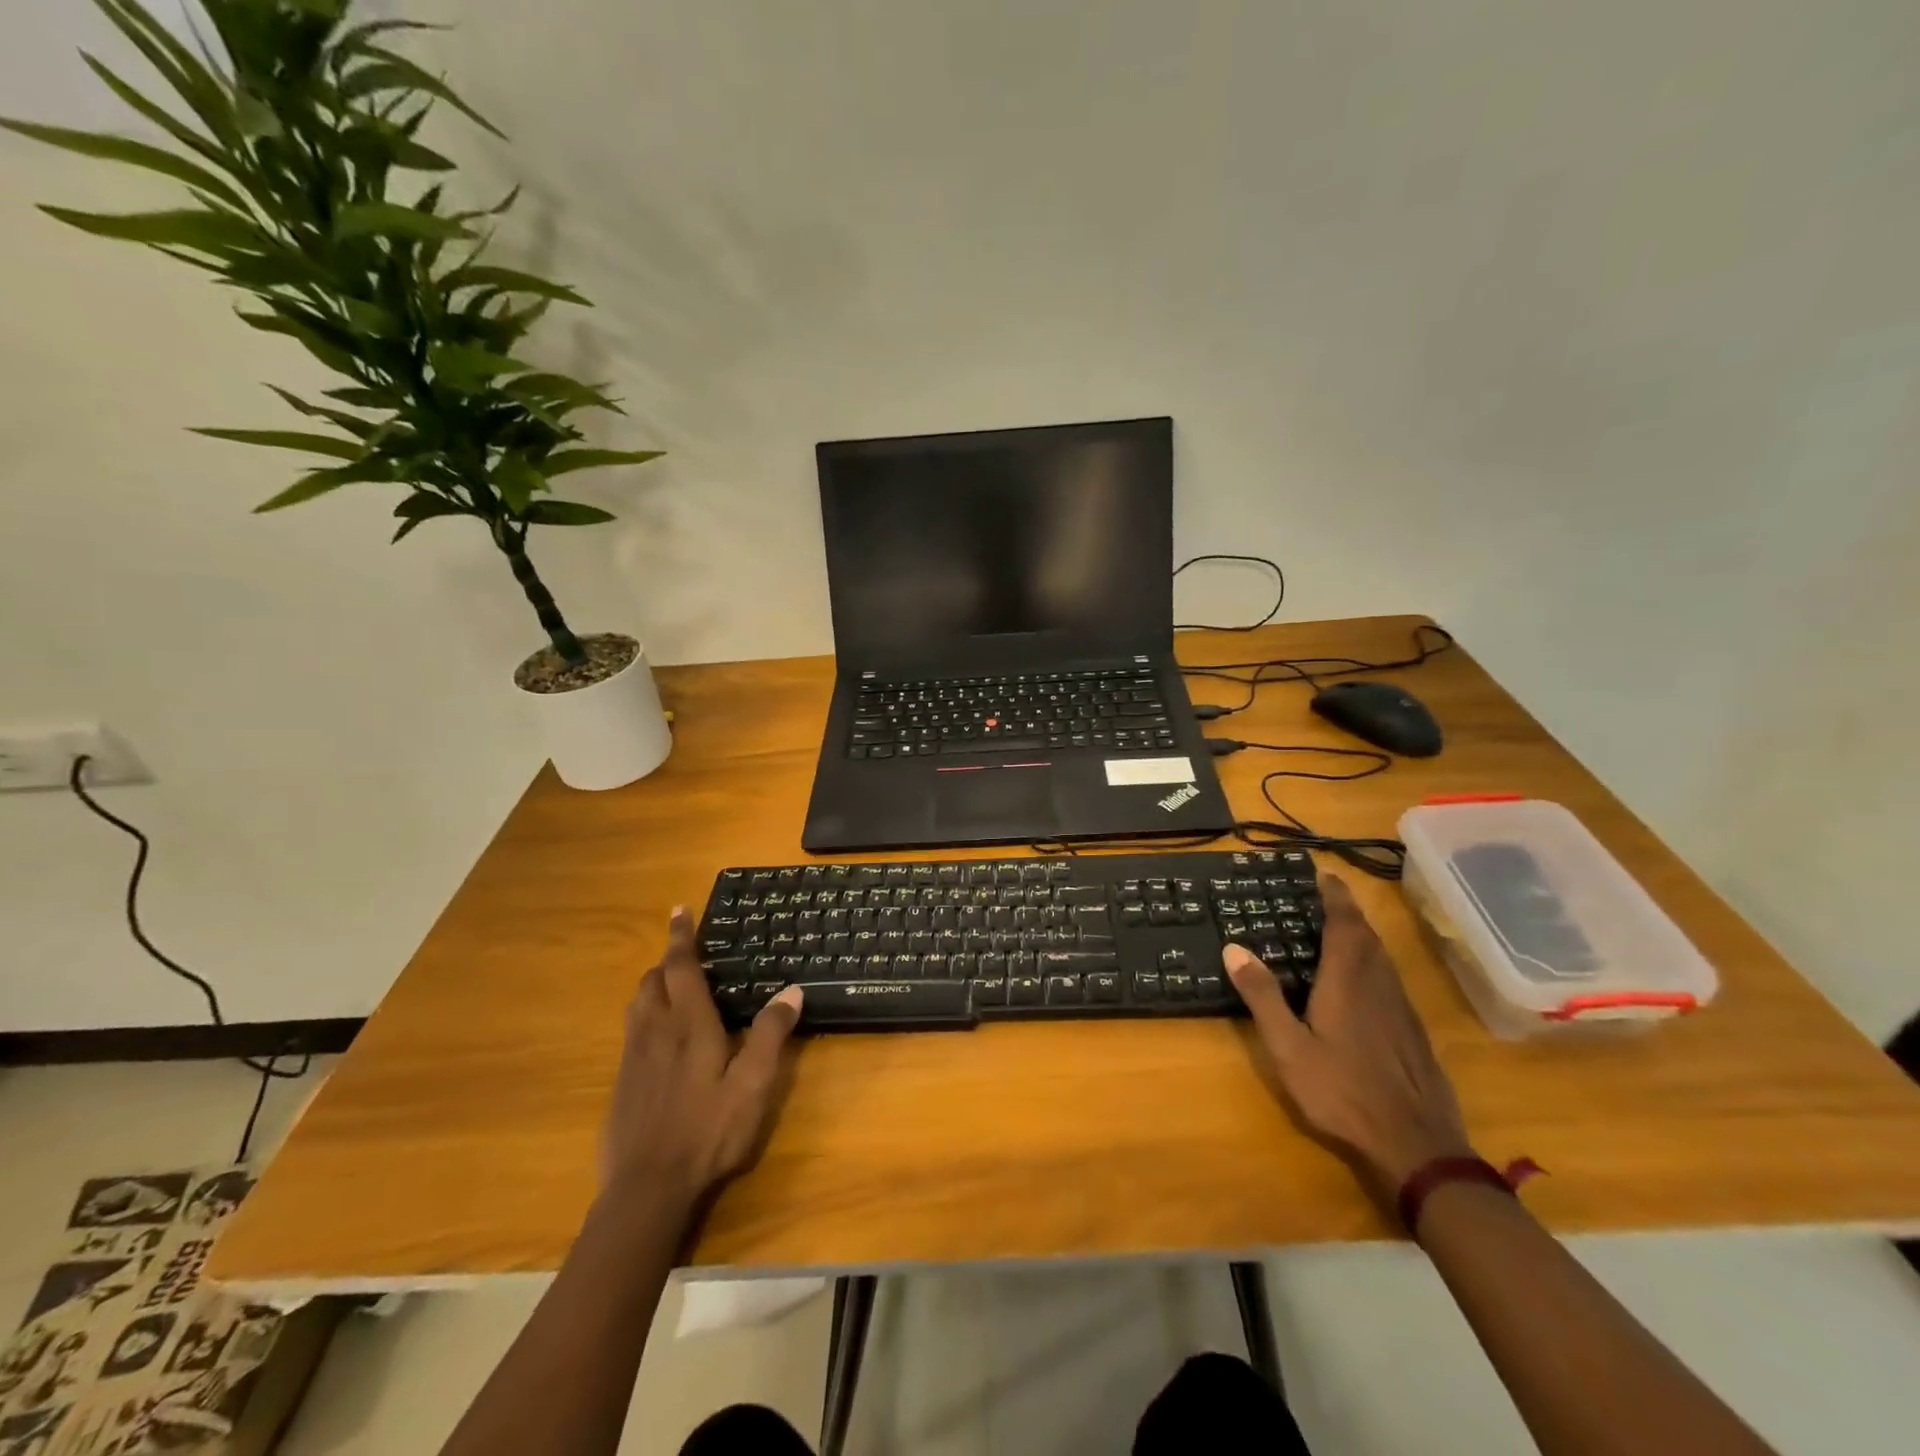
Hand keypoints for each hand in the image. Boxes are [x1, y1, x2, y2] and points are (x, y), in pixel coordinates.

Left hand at [600, 908, 803, 1213]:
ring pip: (637, 1004)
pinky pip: (631, 1032)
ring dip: (653, 987)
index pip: (680, 966)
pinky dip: (645, 1017)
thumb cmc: (708, 1131)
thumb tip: (792, 990)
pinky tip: (661, 1041)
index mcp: (688, 1024)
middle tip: (688, 958)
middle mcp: (655, 1031)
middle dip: (667, 961)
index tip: (679, 909)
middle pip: (652, 980)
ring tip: (673, 990)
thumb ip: (771, 1034)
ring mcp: (633, 1057)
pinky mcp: (621, 1082)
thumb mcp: (753, 1085)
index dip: (681, 936)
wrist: (647, 1189)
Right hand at [1225, 875, 1471, 1200]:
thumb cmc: (1342, 1092)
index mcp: (1348, 981)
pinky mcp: (1413, 1032)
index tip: (1324, 874)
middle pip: (1367, 936)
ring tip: (1340, 931)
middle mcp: (1379, 985)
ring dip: (1362, 936)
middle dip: (1348, 912)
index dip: (1335, 896)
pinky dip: (1373, 963)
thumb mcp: (1288, 1047)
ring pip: (1383, 958)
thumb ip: (1262, 996)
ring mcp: (1402, 1010)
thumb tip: (1233, 947)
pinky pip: (1391, 980)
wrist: (1417, 1147)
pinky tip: (1362, 983)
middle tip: (1326, 898)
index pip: (1344, 924)